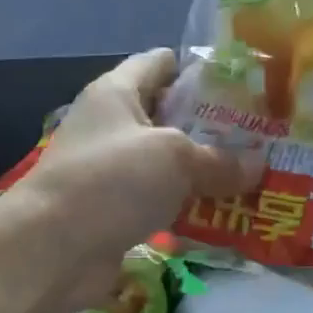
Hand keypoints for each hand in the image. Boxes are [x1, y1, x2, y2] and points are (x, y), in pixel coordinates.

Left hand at [21, 49, 261, 297]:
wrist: (53, 249)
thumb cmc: (112, 181)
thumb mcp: (175, 158)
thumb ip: (220, 159)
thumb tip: (259, 166)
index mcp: (116, 92)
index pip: (159, 63)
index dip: (199, 69)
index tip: (242, 84)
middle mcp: (110, 126)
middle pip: (167, 116)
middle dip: (210, 126)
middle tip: (258, 136)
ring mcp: (110, 172)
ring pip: (165, 164)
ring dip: (202, 172)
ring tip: (251, 176)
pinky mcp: (113, 212)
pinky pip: (159, 202)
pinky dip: (186, 208)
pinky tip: (223, 214)